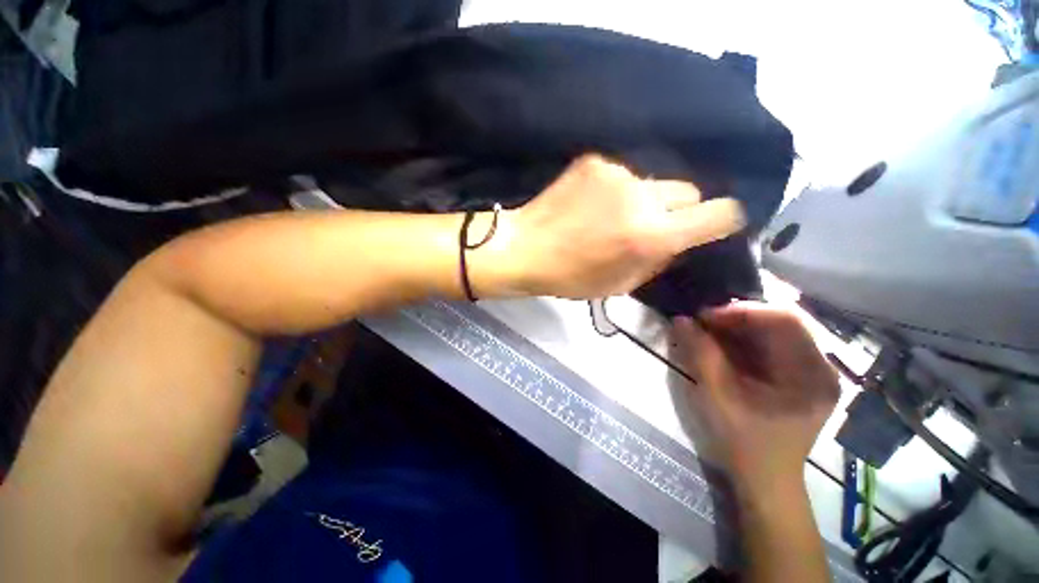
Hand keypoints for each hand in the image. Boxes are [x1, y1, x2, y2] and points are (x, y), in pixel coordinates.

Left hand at [505, 154, 744, 298]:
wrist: (526, 247)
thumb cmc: (571, 277)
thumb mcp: (622, 284)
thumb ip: (658, 259)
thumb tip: (678, 240)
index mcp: (652, 235)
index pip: (720, 213)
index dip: (724, 219)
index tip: (714, 224)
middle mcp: (643, 197)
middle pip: (689, 191)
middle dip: (678, 210)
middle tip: (650, 225)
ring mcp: (618, 173)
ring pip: (653, 183)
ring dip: (643, 200)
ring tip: (611, 216)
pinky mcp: (595, 161)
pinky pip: (622, 175)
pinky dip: (615, 190)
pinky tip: (591, 203)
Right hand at [672, 302, 839, 493]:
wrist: (765, 479)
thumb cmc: (744, 442)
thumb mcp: (717, 396)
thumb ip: (700, 354)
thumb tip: (680, 319)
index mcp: (811, 374)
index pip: (784, 319)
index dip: (741, 311)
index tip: (703, 317)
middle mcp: (821, 366)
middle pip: (780, 321)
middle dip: (736, 318)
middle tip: (702, 323)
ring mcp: (813, 370)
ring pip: (775, 330)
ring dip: (738, 327)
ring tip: (708, 332)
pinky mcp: (801, 375)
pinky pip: (772, 343)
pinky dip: (744, 339)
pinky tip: (723, 345)